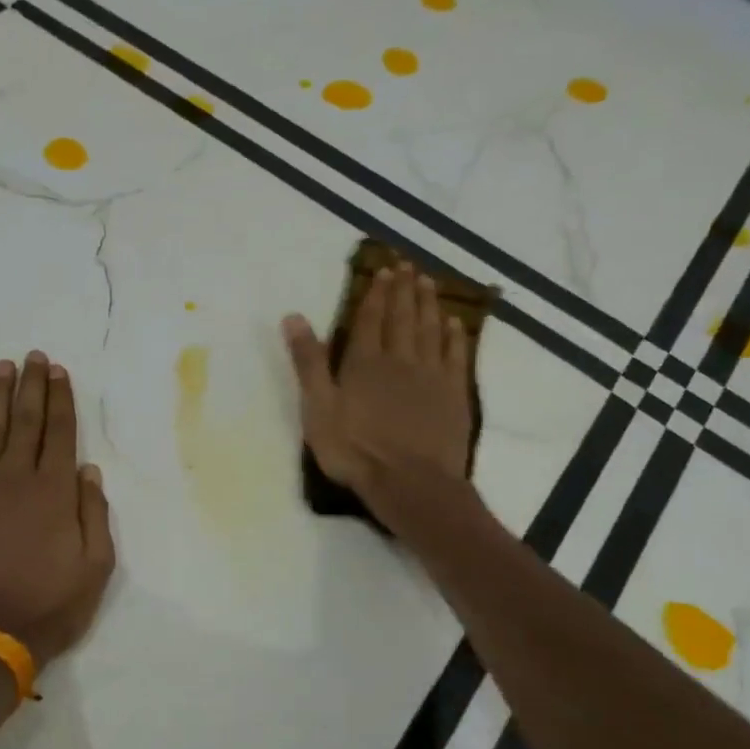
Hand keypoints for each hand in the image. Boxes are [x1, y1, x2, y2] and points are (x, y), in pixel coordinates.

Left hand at [0, 352, 116, 669]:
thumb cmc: (49, 606)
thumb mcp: (96, 567)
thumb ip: (94, 514)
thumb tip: (88, 471)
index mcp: (55, 491)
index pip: (60, 432)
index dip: (61, 399)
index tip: (59, 371)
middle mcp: (16, 478)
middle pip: (27, 421)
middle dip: (32, 386)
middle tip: (34, 356)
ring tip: (2, 368)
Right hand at [283, 265, 474, 530]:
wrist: (410, 482)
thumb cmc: (355, 449)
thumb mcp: (317, 407)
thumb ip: (308, 362)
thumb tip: (293, 317)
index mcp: (364, 362)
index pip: (369, 319)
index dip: (376, 294)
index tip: (383, 271)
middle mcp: (400, 360)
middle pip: (402, 318)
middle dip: (403, 290)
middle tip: (408, 265)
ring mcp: (431, 376)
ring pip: (430, 330)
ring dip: (428, 304)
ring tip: (428, 282)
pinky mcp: (453, 394)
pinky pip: (456, 356)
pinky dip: (454, 337)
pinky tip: (454, 324)